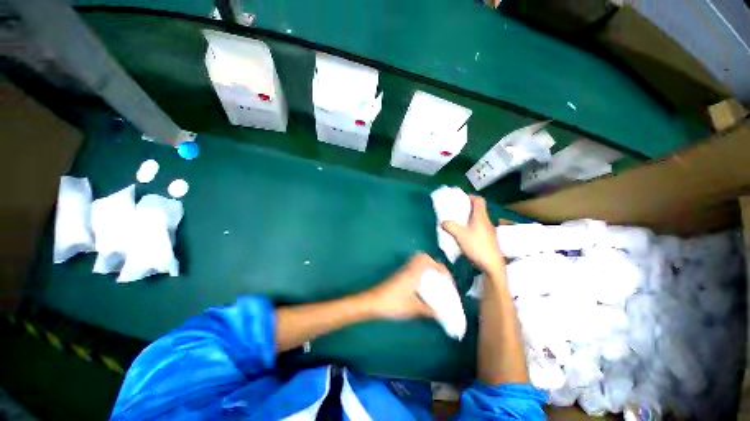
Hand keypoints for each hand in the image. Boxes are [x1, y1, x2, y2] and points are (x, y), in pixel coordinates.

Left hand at [365, 253, 449, 319]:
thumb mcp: (413, 308)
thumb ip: (428, 310)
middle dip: (433, 264)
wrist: (373, 302)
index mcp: (414, 273)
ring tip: (434, 282)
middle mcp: (409, 269)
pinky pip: (413, 269)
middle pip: (422, 257)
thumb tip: (440, 314)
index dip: (442, 269)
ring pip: (417, 263)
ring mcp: (403, 272)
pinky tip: (423, 287)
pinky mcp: (399, 276)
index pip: (430, 262)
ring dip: (427, 269)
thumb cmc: (393, 303)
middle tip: (440, 277)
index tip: (448, 280)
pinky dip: (421, 274)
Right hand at [442, 196, 504, 274]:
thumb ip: (450, 226)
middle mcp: (487, 222)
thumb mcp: (459, 235)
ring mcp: (489, 231)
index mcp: (481, 217)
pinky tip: (464, 235)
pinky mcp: (489, 240)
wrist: (492, 265)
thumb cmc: (476, 246)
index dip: (471, 197)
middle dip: (467, 209)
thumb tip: (443, 222)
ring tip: (458, 223)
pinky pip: (479, 229)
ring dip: (469, 219)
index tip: (461, 199)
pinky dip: (471, 228)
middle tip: (456, 211)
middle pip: (478, 210)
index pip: (479, 201)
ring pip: (478, 220)